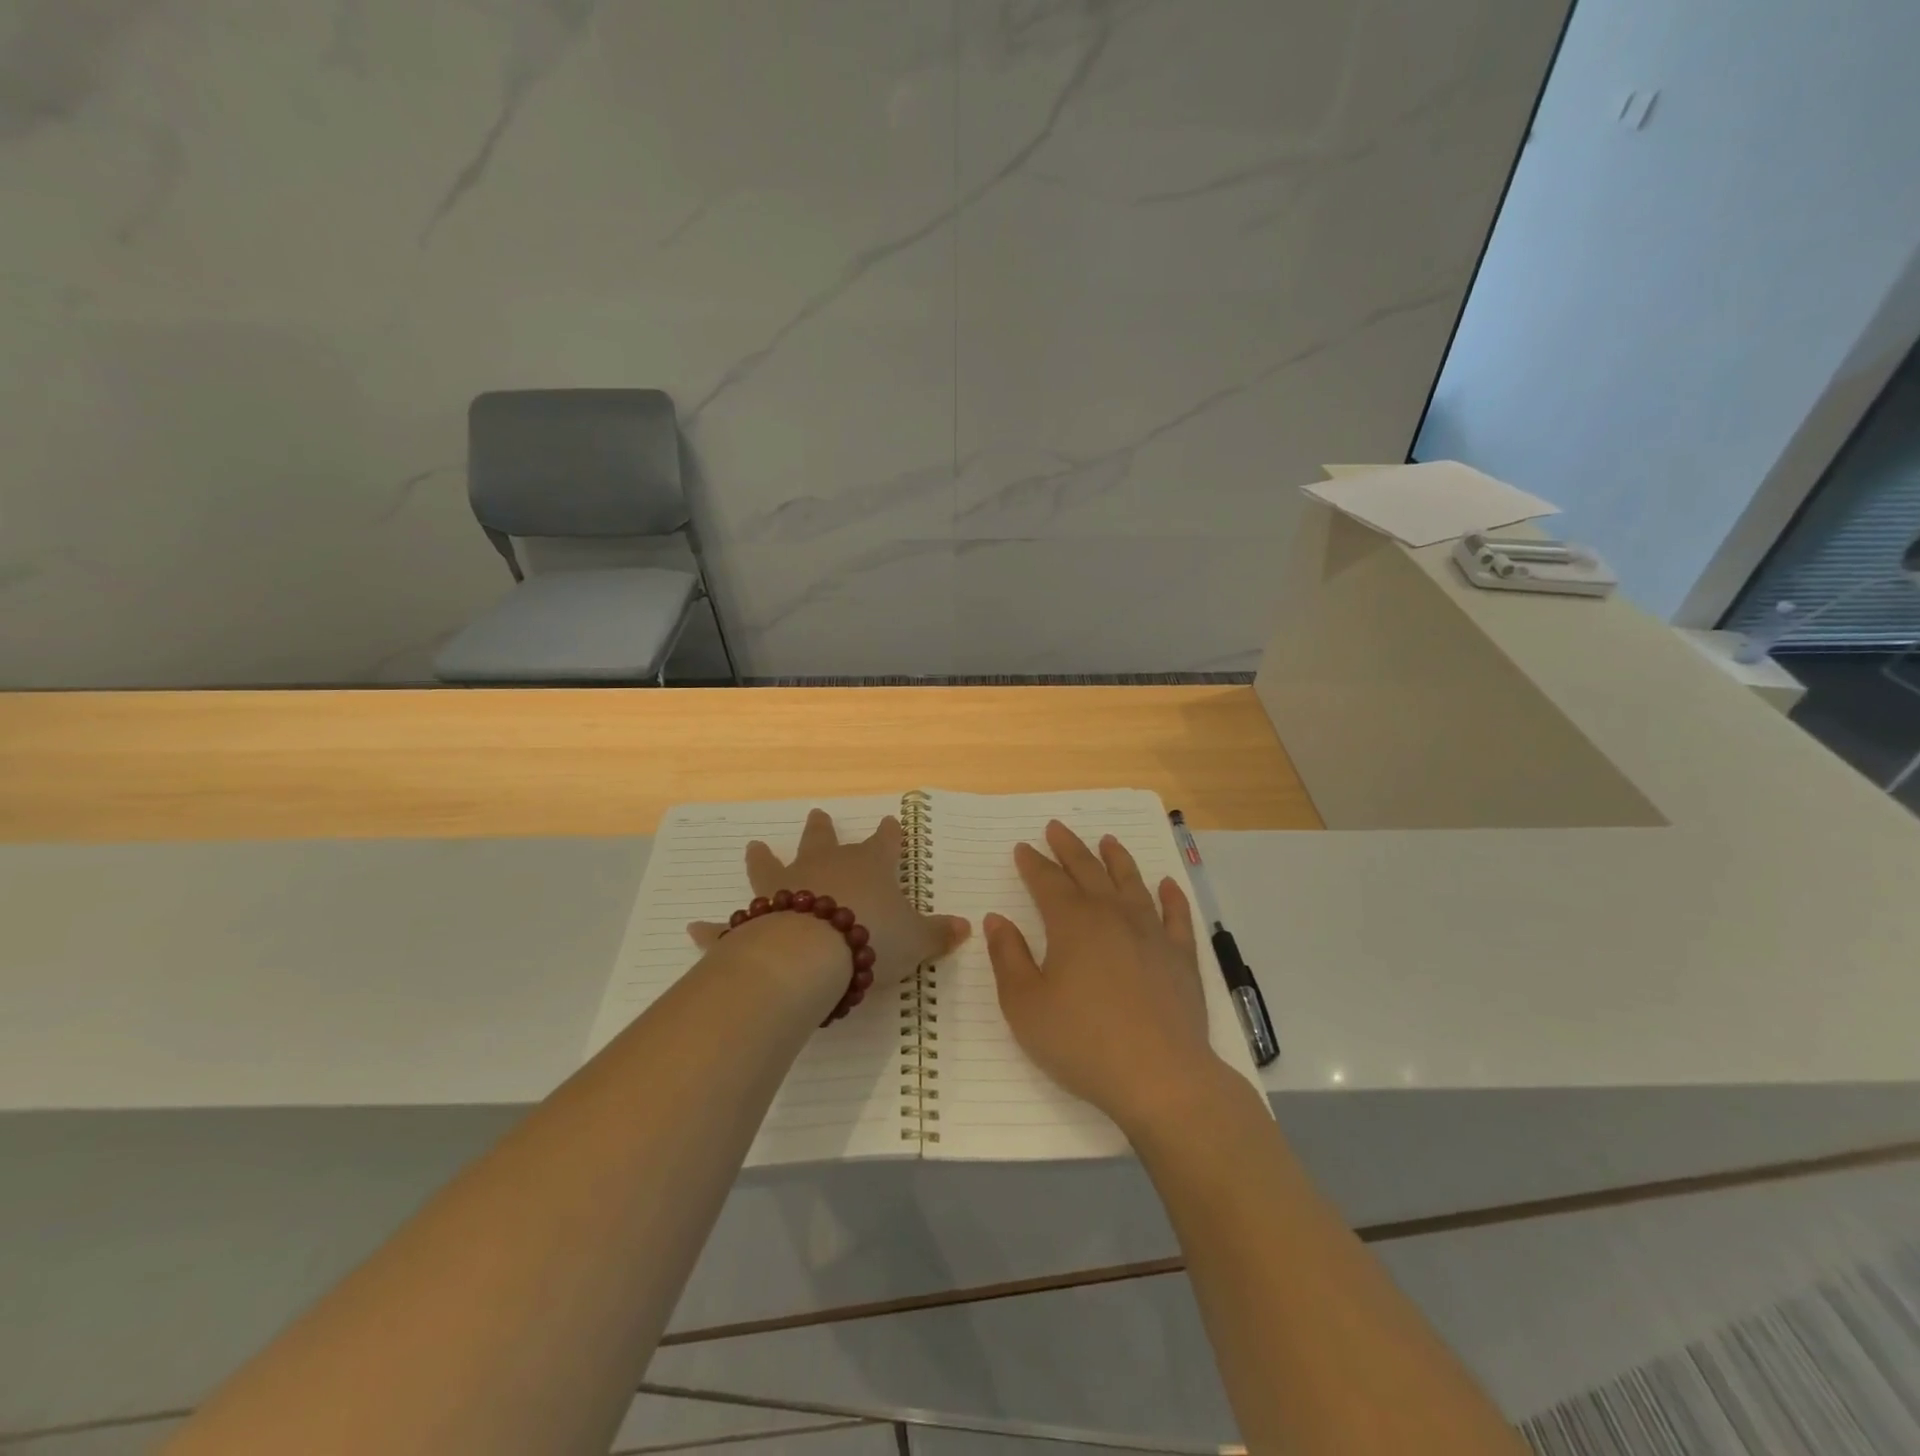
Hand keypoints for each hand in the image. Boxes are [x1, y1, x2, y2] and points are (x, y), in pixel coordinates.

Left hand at [691, 809, 969, 994]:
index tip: (890, 822)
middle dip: (821, 828)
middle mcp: (824, 868)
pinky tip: (695, 928)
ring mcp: (786, 888)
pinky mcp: (755, 919)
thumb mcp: (916, 940)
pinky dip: (714, 928)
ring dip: (763, 858)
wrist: (814, 953)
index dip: (889, 835)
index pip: (883, 843)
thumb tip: (967, 928)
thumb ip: (939, 934)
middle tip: (817, 814)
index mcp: (867, 867)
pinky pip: (731, 925)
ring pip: (772, 867)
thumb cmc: (871, 937)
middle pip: (822, 841)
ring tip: (754, 846)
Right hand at [984, 821, 1223, 1132]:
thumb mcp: (1025, 1005)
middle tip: (1056, 827)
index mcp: (1071, 923)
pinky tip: (1167, 884)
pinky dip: (1171, 896)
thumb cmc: (1082, 1042)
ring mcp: (1151, 933)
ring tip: (1108, 840)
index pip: (1047, 882)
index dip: (1033, 863)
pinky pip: (1176, 916)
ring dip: (1117, 859)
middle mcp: (1112, 916)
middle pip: (1088, 871)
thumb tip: (997, 919)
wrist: (1160, 1076)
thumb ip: (1008, 957)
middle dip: (1069, 848)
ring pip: (1132, 883)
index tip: (1023, 847)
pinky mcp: (1181, 957)